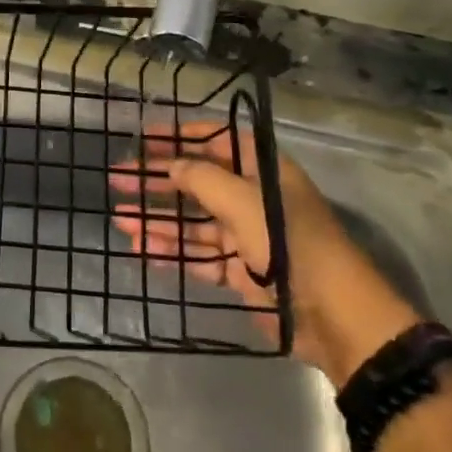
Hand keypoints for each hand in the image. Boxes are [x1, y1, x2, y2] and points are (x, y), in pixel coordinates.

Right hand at [110, 121, 417, 381]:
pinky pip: (199, 255)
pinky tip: (141, 249)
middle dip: (158, 181)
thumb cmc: (291, 243)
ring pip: (193, 221)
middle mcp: (253, 197)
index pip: (216, 141)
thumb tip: (171, 166)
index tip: (143, 138)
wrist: (334, 315)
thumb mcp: (243, 201)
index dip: (179, 137)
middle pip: (198, 182)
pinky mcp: (241, 271)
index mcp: (262, 170)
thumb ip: (201, 179)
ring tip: (120, 218)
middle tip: (117, 178)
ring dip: (158, 219)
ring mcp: (247, 236)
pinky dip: (172, 252)